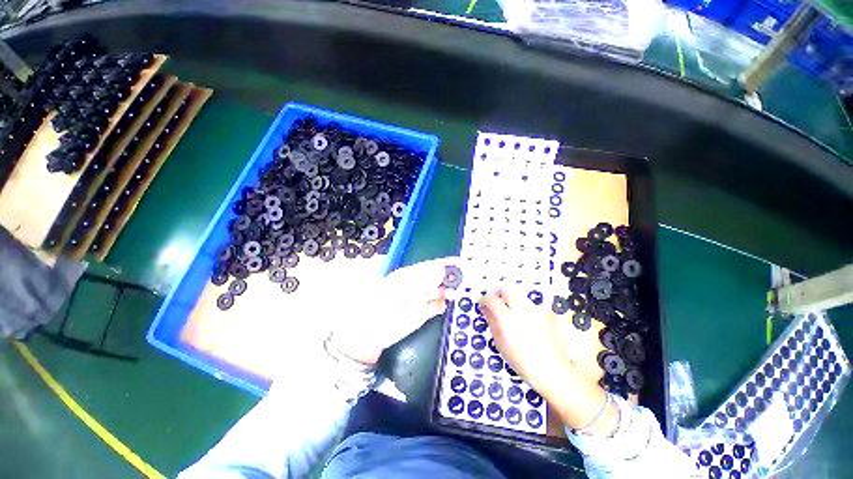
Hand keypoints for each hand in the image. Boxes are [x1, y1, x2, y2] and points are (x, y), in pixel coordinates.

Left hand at [330, 257, 456, 365]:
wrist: (372, 331)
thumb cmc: (384, 305)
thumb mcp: (404, 289)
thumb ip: (424, 281)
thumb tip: (442, 271)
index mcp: (411, 275)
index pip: (431, 266)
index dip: (446, 264)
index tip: (460, 263)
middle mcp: (418, 286)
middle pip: (438, 278)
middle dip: (450, 278)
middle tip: (462, 280)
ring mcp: (420, 299)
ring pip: (439, 292)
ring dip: (448, 291)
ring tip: (455, 293)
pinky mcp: (422, 314)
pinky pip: (436, 307)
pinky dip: (441, 306)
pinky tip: (443, 306)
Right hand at [481, 288, 617, 434]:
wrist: (551, 369)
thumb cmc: (521, 360)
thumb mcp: (500, 343)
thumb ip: (492, 322)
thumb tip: (486, 309)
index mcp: (505, 317)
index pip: (490, 298)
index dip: (485, 300)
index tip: (483, 304)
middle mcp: (520, 308)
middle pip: (505, 289)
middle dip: (498, 293)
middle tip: (495, 302)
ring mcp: (534, 309)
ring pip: (518, 296)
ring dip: (511, 300)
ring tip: (511, 313)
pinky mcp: (545, 312)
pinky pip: (530, 304)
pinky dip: (524, 308)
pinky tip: (526, 320)